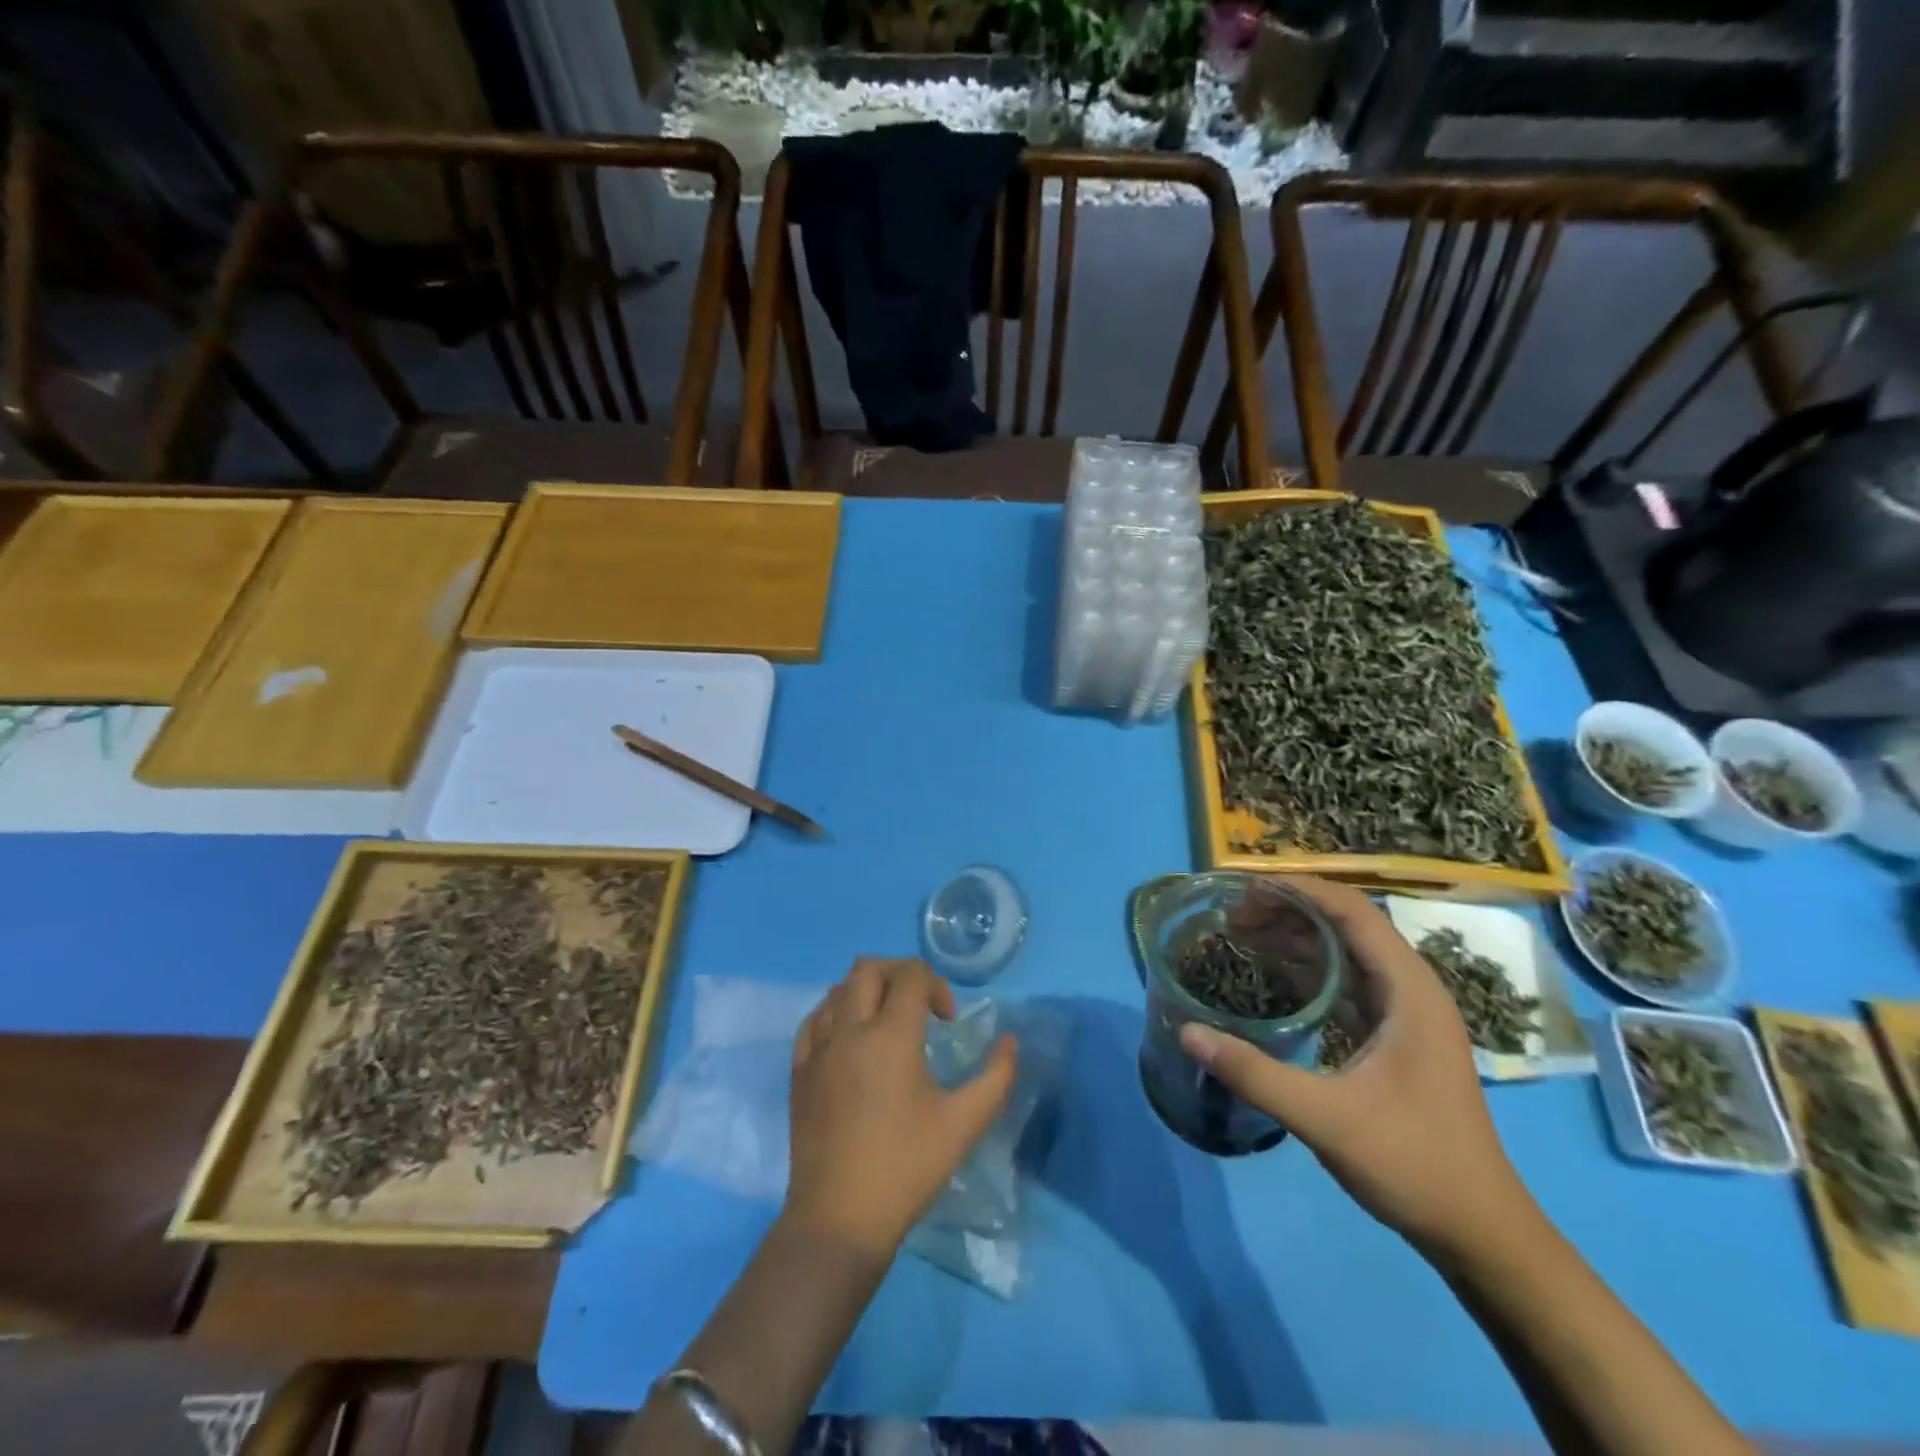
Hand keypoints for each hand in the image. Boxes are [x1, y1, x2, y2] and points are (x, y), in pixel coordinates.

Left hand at [785, 958, 1017, 1259]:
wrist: (839, 1218)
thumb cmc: (906, 1168)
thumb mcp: (964, 1124)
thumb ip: (996, 1077)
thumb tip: (1010, 1042)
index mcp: (891, 1035)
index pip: (911, 975)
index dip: (936, 986)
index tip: (946, 1021)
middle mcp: (850, 1029)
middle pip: (869, 968)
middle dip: (899, 974)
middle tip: (918, 1005)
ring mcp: (818, 1048)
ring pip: (838, 989)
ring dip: (866, 991)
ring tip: (885, 1021)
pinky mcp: (798, 1071)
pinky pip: (814, 1019)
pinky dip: (835, 1013)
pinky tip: (849, 1039)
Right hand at [1180, 878, 1532, 1257]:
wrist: (1480, 1233)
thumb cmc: (1414, 1165)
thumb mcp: (1326, 1119)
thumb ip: (1254, 1074)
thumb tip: (1187, 1032)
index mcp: (1410, 992)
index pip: (1354, 912)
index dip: (1300, 890)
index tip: (1245, 889)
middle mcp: (1412, 990)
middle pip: (1347, 925)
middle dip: (1288, 911)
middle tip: (1231, 917)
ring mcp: (1406, 1014)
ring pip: (1346, 952)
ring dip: (1296, 938)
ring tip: (1242, 936)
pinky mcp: (1396, 1037)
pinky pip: (1347, 982)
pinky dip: (1308, 969)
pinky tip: (1273, 978)